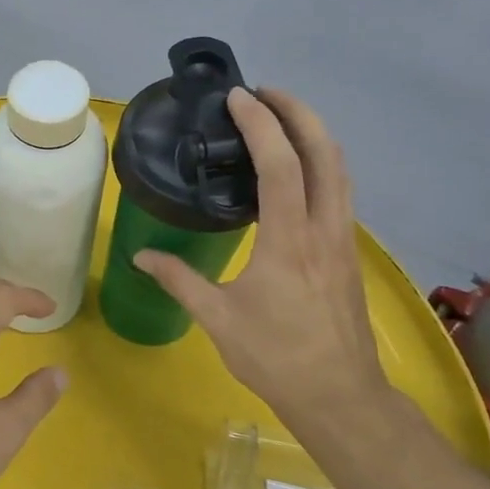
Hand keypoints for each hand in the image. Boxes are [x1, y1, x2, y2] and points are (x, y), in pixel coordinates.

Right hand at [134, 88, 393, 445]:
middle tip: (265, 93)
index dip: (261, 125)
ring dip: (314, 134)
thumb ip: (179, 280)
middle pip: (325, 153)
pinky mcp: (349, 253)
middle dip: (299, 113)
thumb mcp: (218, 319)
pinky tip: (298, 172)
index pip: (280, 166)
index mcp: (289, 241)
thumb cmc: (275, 357)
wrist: (339, 394)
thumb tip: (140, 255)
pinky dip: (321, 163)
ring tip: (281, 119)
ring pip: (340, 170)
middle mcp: (324, 229)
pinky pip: (340, 191)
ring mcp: (343, 240)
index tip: (239, 97)